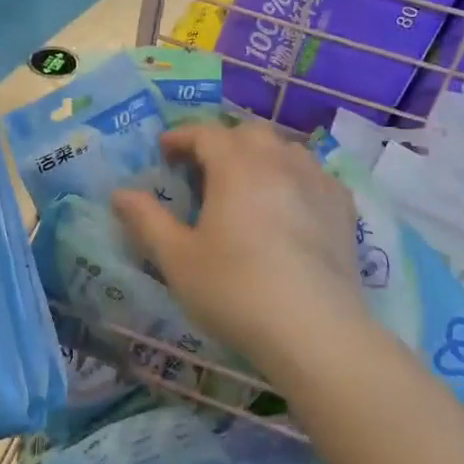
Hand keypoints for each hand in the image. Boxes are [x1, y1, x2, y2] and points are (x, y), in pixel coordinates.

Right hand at [112, 121, 366, 372]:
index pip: (205, 133)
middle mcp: (279, 161)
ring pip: (285, 149)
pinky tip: (289, 204)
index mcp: (236, 165)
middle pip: (248, 133)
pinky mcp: (343, 207)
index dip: (181, 137)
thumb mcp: (177, 259)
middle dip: (222, 142)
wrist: (314, 330)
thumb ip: (147, 220)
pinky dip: (294, 177)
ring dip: (260, 156)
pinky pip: (314, 174)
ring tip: (246, 183)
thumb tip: (120, 193)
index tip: (164, 149)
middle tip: (203, 168)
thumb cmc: (235, 290)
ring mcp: (317, 181)